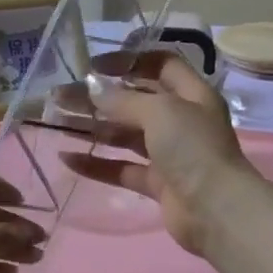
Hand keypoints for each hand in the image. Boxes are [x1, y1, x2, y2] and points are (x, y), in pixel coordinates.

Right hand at [61, 49, 258, 253]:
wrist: (216, 210)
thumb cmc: (193, 148)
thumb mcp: (160, 112)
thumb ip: (124, 100)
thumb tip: (93, 89)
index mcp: (192, 94)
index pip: (160, 65)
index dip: (128, 61)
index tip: (94, 66)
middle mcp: (182, 120)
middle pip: (135, 101)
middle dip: (99, 97)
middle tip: (61, 96)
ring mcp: (170, 154)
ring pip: (125, 135)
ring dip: (93, 128)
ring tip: (57, 122)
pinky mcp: (158, 183)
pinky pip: (122, 168)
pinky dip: (97, 164)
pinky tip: (67, 159)